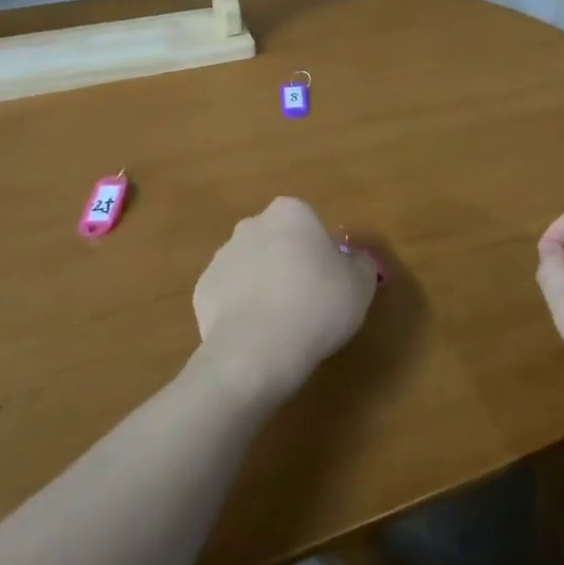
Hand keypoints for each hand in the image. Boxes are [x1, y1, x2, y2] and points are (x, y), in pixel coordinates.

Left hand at [193, 197, 376, 406]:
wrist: (258, 350)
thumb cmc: (317, 306)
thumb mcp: (361, 285)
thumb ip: (360, 265)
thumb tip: (352, 263)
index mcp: (290, 213)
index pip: (310, 225)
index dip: (321, 253)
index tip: (329, 282)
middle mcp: (252, 225)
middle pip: (277, 241)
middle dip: (288, 263)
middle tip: (307, 301)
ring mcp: (222, 256)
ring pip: (251, 267)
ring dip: (263, 285)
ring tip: (281, 325)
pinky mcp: (202, 290)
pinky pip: (230, 295)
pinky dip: (241, 309)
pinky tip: (255, 334)